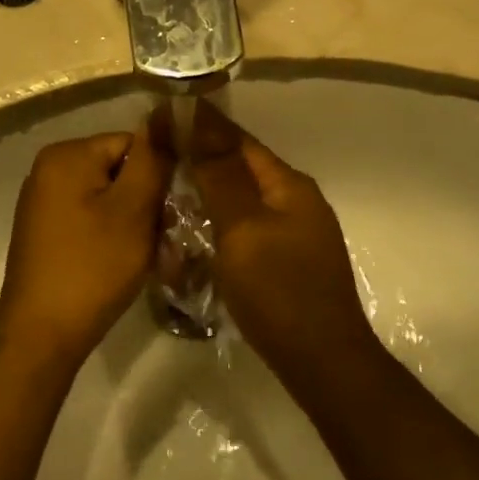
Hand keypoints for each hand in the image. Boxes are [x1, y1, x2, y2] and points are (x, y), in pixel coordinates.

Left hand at [0, 111, 174, 365]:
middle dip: (146, 201)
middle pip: (119, 170)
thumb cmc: (93, 267)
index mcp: (67, 155)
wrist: (42, 334)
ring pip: (108, 197)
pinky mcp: (45, 231)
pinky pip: (90, 218)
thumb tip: (166, 115)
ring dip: (133, 222)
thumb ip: (151, 159)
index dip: (158, 175)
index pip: (132, 143)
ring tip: (146, 255)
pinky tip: (121, 262)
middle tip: (163, 238)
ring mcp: (43, 201)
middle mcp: (49, 169)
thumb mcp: (133, 209)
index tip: (172, 211)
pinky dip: (112, 235)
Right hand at [186, 100, 378, 376]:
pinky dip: (220, 222)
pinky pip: (247, 228)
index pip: (238, 141)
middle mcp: (296, 202)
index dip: (200, 126)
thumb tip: (200, 116)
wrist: (323, 363)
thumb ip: (221, 175)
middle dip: (201, 157)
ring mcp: (295, 234)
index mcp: (289, 186)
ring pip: (243, 199)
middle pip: (242, 168)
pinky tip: (196, 232)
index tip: (160, 116)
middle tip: (155, 154)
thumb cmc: (280, 291)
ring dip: (209, 191)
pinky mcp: (287, 262)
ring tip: (168, 188)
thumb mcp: (243, 229)